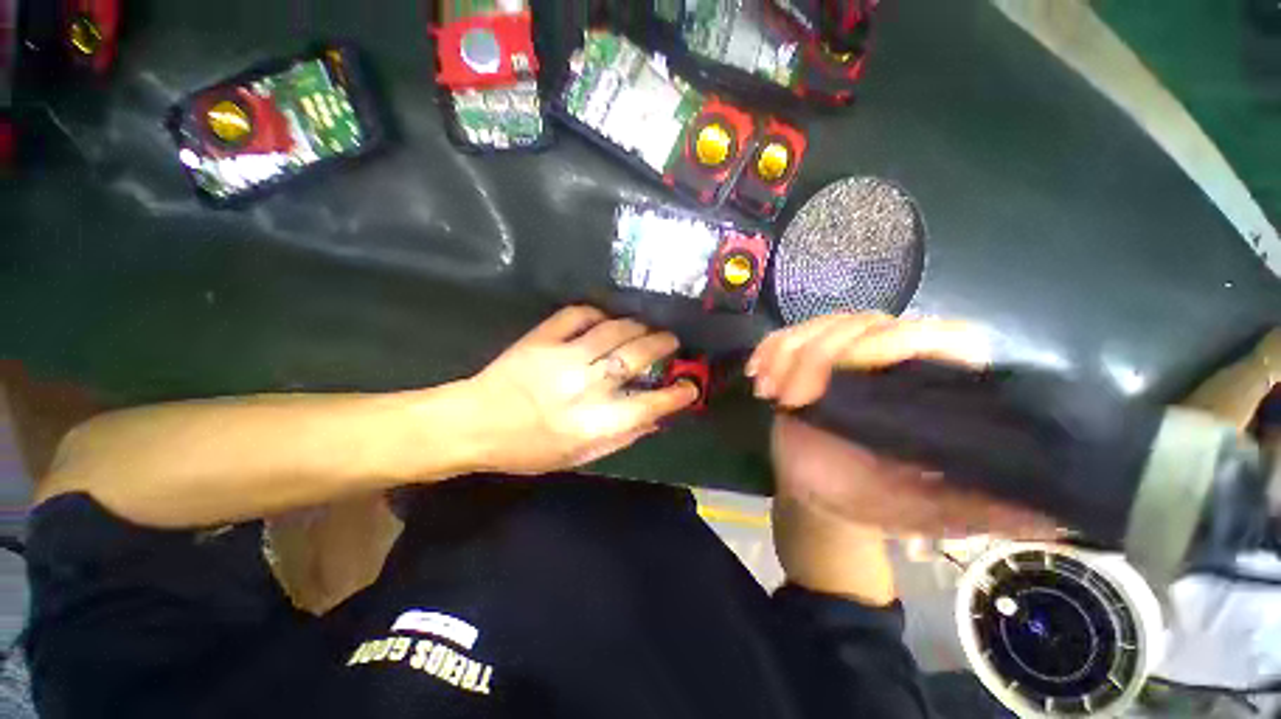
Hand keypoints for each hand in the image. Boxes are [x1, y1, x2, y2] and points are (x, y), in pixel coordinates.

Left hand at [466, 306, 698, 474]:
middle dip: (662, 345)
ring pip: (614, 330)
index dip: (676, 395)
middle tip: (671, 342)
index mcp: (593, 423)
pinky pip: (578, 314)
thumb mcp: (579, 457)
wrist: (473, 423)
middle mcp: (584, 387)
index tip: (690, 387)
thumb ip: (621, 438)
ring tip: (645, 328)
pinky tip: (605, 319)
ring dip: (637, 326)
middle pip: (635, 357)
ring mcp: (562, 357)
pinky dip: (598, 313)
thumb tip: (656, 418)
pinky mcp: (541, 338)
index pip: (649, 405)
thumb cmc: (528, 448)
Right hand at [754, 314, 1055, 537]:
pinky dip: (768, 349)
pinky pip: (786, 334)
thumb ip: (986, 512)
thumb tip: (1065, 514)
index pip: (940, 337)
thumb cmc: (868, 501)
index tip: (850, 369)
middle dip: (818, 356)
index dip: (896, 341)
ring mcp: (844, 354)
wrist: (815, 493)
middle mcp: (892, 359)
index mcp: (932, 389)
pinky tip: (757, 375)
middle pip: (864, 322)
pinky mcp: (806, 356)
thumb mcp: (927, 512)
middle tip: (790, 400)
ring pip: (822, 324)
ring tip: (770, 393)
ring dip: (787, 354)